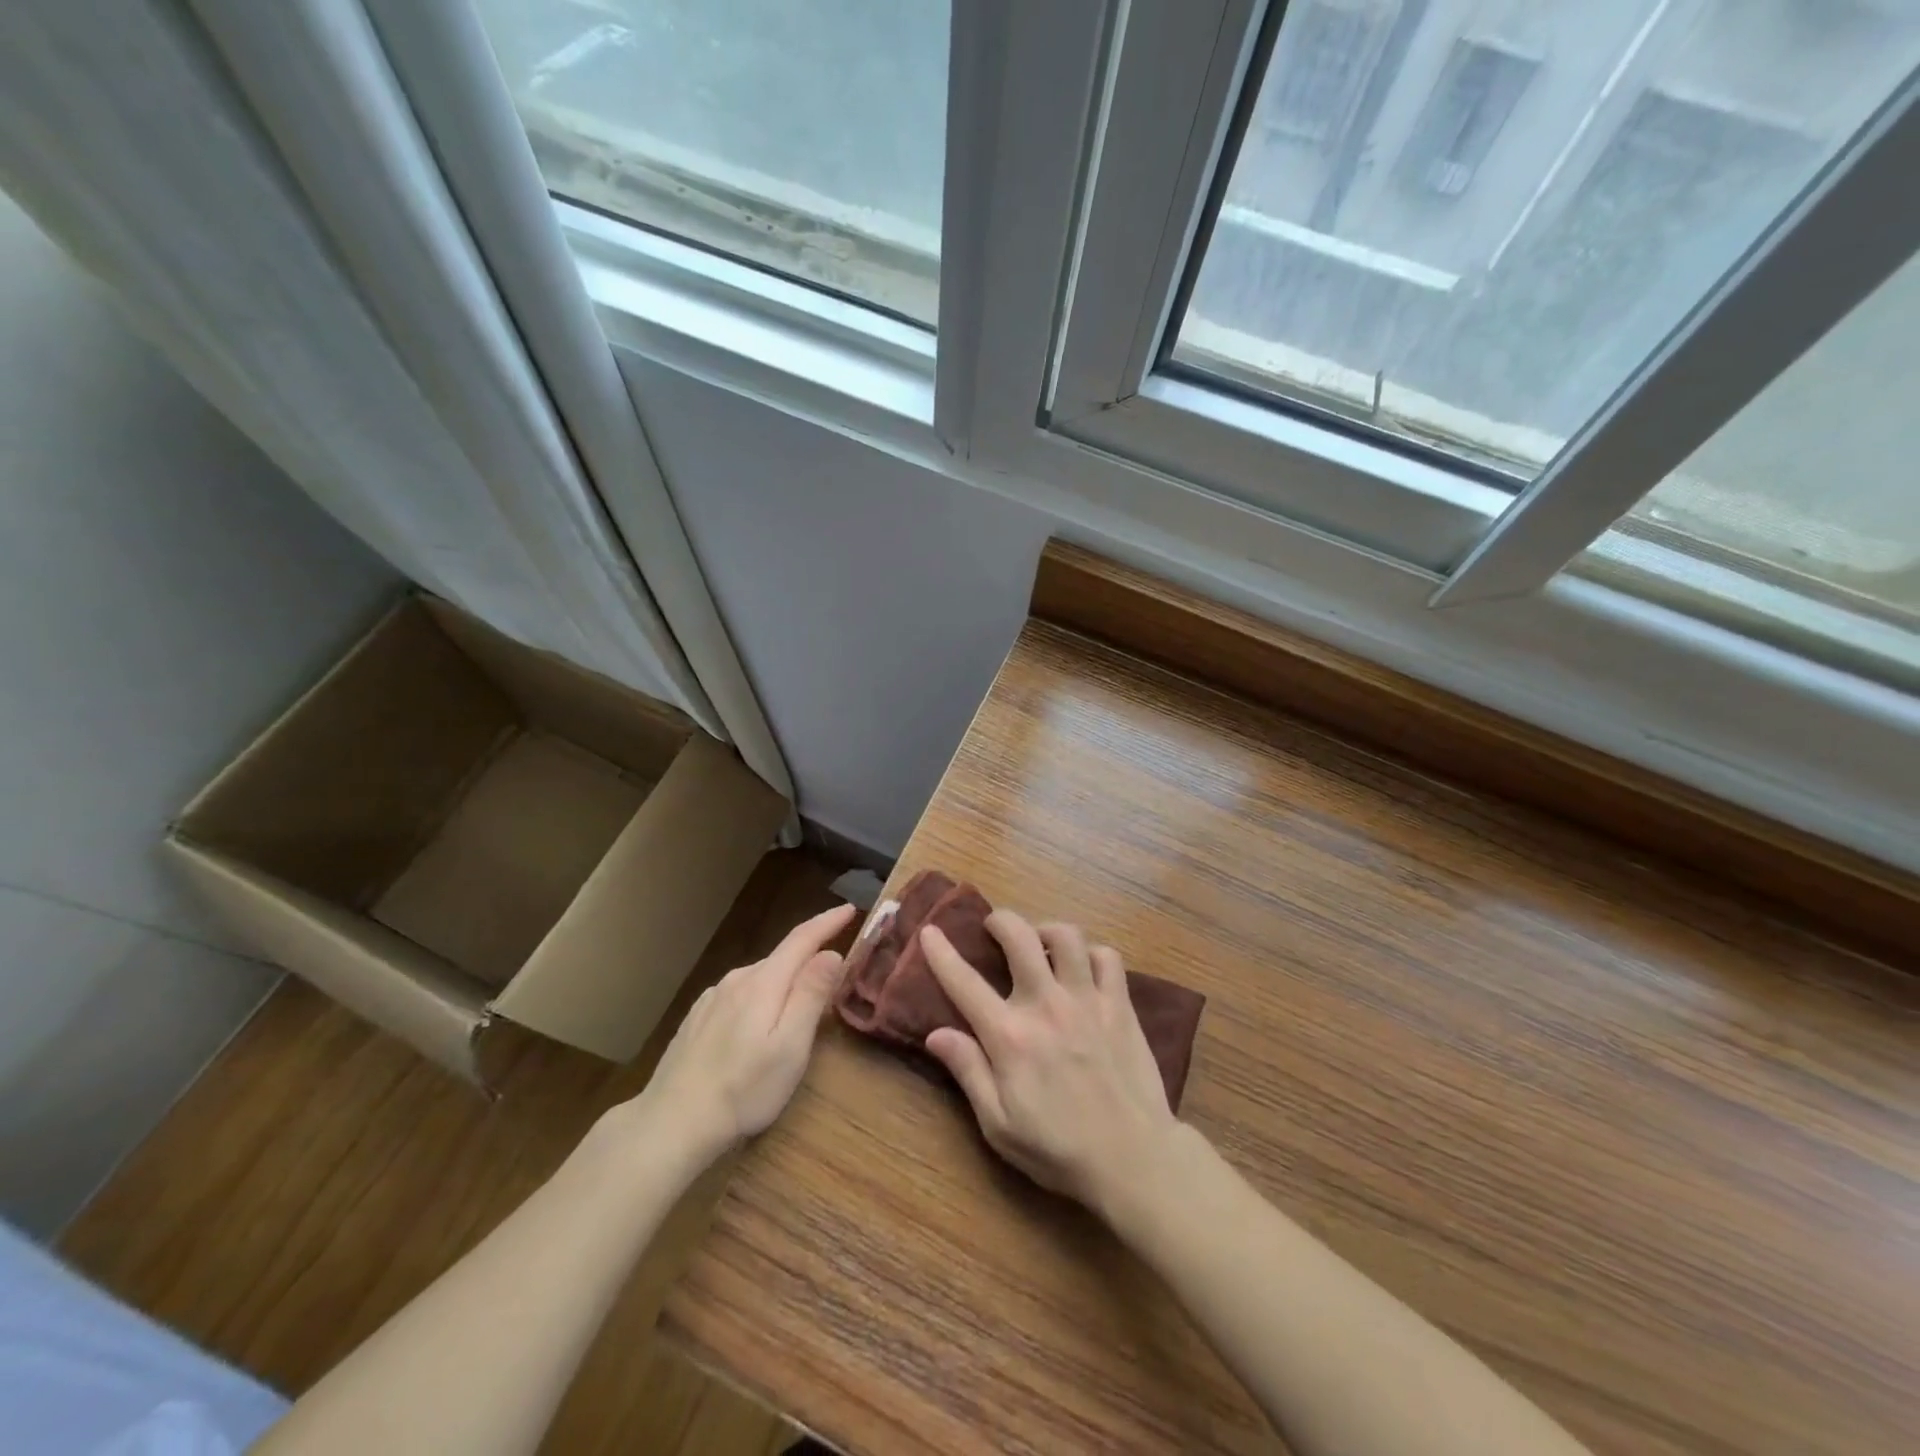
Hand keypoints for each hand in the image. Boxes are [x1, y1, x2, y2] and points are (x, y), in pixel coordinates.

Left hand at [638, 903, 855, 1163]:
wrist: (671, 1124)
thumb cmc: (743, 1090)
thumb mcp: (790, 1047)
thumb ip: (811, 995)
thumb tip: (830, 954)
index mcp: (763, 983)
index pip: (802, 938)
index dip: (827, 922)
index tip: (850, 909)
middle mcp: (736, 980)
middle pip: (781, 959)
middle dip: (808, 961)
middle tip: (833, 982)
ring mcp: (713, 998)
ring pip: (760, 978)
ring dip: (783, 984)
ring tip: (796, 1014)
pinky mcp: (697, 1018)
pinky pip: (739, 995)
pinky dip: (759, 999)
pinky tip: (755, 1029)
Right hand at [921, 911, 1179, 1211]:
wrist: (1134, 1159)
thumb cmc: (1059, 1149)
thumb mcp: (999, 1124)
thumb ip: (968, 1072)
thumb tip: (935, 1033)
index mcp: (1011, 1037)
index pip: (965, 983)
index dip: (942, 953)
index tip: (930, 931)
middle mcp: (1046, 1006)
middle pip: (1020, 937)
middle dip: (1001, 921)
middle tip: (994, 927)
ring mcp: (1087, 1000)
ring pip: (1067, 936)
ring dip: (1047, 930)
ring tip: (1040, 942)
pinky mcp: (1120, 1005)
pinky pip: (1107, 957)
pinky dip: (1091, 953)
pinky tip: (1082, 967)